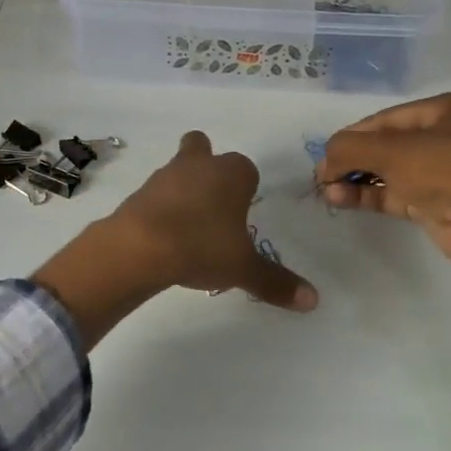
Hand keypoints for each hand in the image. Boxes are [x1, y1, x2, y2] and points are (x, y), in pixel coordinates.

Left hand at [112, 132, 317, 306]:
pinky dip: (159, 208)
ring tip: (187, 226)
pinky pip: (154, 194)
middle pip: (203, 149)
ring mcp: (164, 176)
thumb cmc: (202, 248)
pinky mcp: (137, 193)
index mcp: (232, 174)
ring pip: (177, 169)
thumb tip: (312, 301)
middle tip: (212, 203)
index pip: (247, 169)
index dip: (246, 187)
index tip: (243, 212)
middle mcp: (199, 165)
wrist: (139, 248)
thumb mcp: (243, 269)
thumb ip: (276, 282)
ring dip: (182, 188)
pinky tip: (163, 235)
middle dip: (207, 166)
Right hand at [317, 91, 450, 268]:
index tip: (324, 154)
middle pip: (384, 144)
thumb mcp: (395, 152)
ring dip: (355, 180)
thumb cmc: (448, 171)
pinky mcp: (433, 201)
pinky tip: (341, 198)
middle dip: (351, 159)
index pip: (384, 119)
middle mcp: (443, 136)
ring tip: (327, 190)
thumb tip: (325, 158)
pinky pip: (392, 193)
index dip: (351, 136)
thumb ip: (352, 148)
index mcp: (444, 110)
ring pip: (386, 170)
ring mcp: (439, 171)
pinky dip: (367, 195)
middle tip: (323, 175)